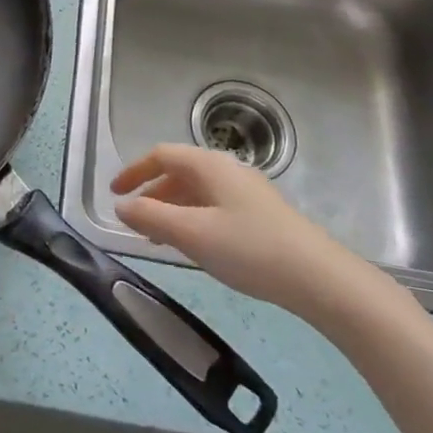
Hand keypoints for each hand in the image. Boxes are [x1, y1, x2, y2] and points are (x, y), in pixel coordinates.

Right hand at [111, 144, 393, 334]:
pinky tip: (193, 245)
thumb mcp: (192, 233)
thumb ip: (151, 216)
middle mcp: (226, 169)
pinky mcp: (259, 213)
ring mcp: (245, 190)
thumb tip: (121, 205)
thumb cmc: (249, 248)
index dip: (133, 171)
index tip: (113, 194)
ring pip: (196, 191)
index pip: (161, 155)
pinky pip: (213, 205)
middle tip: (133, 221)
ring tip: (157, 238)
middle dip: (151, 193)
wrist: (318, 277)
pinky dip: (192, 218)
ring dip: (171, 209)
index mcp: (208, 165)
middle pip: (178, 171)